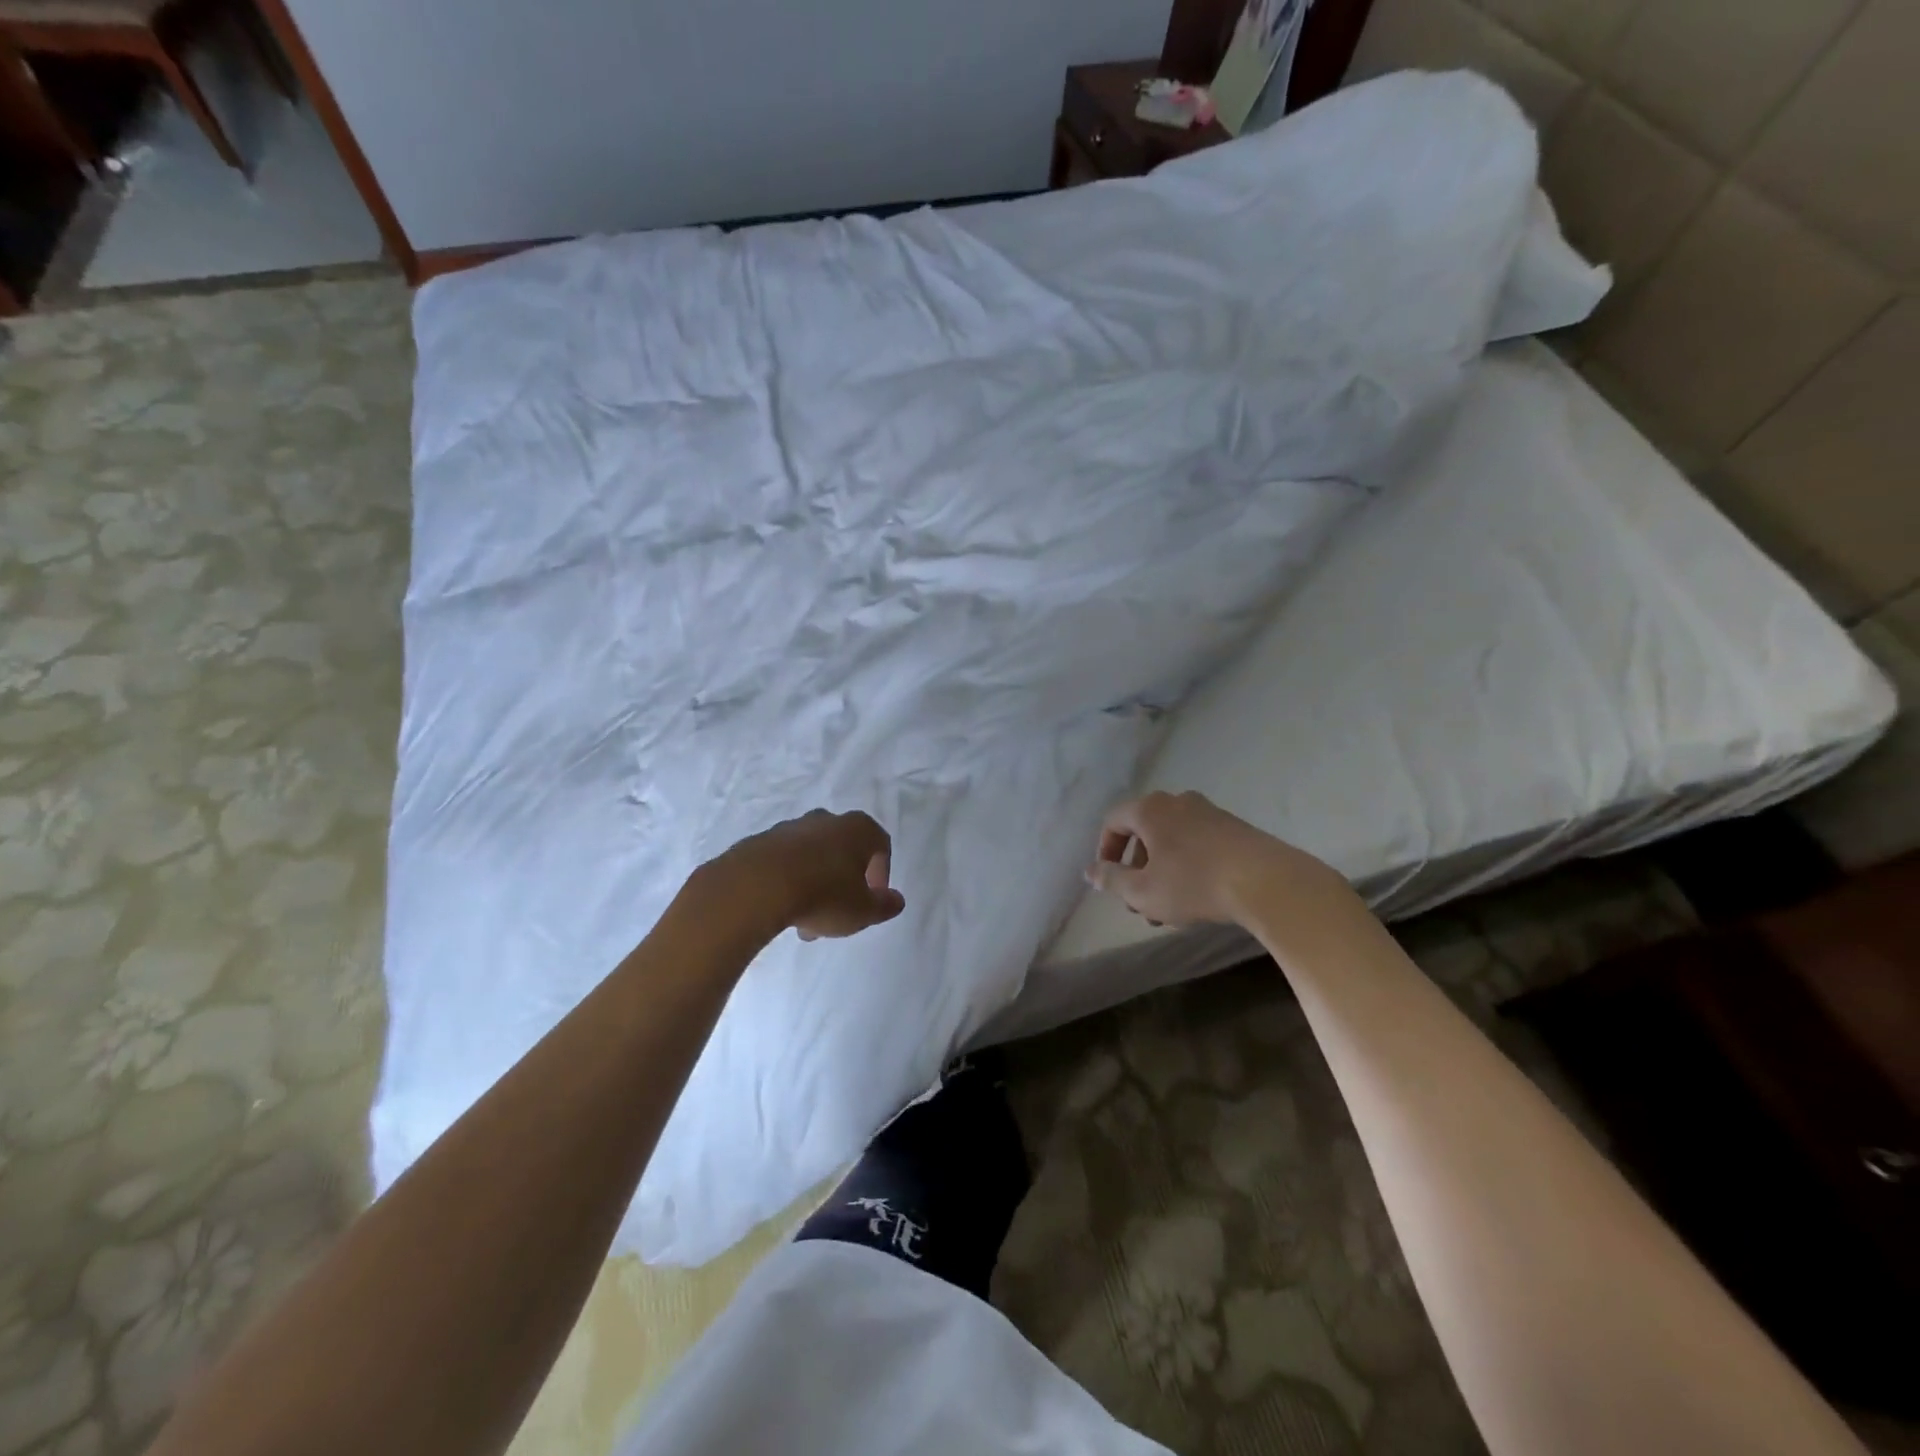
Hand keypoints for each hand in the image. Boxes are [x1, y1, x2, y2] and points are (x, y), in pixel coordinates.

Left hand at [719, 809, 905, 940]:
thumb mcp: (862, 910)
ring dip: (815, 886)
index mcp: (857, 829)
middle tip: (839, 916)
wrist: (757, 885)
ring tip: (806, 922)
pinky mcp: (760, 841)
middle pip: (843, 850)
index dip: (881, 874)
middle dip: (844, 883)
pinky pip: (784, 863)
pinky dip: (788, 882)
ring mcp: (790, 828)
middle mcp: (826, 820)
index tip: (872, 900)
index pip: (880, 845)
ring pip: (812, 858)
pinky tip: (782, 910)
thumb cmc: (824, 894)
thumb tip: (896, 900)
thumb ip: (884, 906)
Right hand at [1085, 790, 1341, 928]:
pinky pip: (1197, 843)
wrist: (1267, 882)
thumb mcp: (1142, 890)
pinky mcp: (1234, 828)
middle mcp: (1177, 802)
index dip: (1104, 849)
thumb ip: (1111, 879)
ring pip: (1172, 840)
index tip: (1108, 878)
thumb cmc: (1193, 884)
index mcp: (1150, 809)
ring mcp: (1209, 812)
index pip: (1113, 820)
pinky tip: (1197, 897)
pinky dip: (1186, 865)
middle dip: (1136, 867)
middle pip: (1144, 830)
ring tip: (1167, 909)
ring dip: (1161, 871)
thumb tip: (1090, 870)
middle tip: (1138, 901)